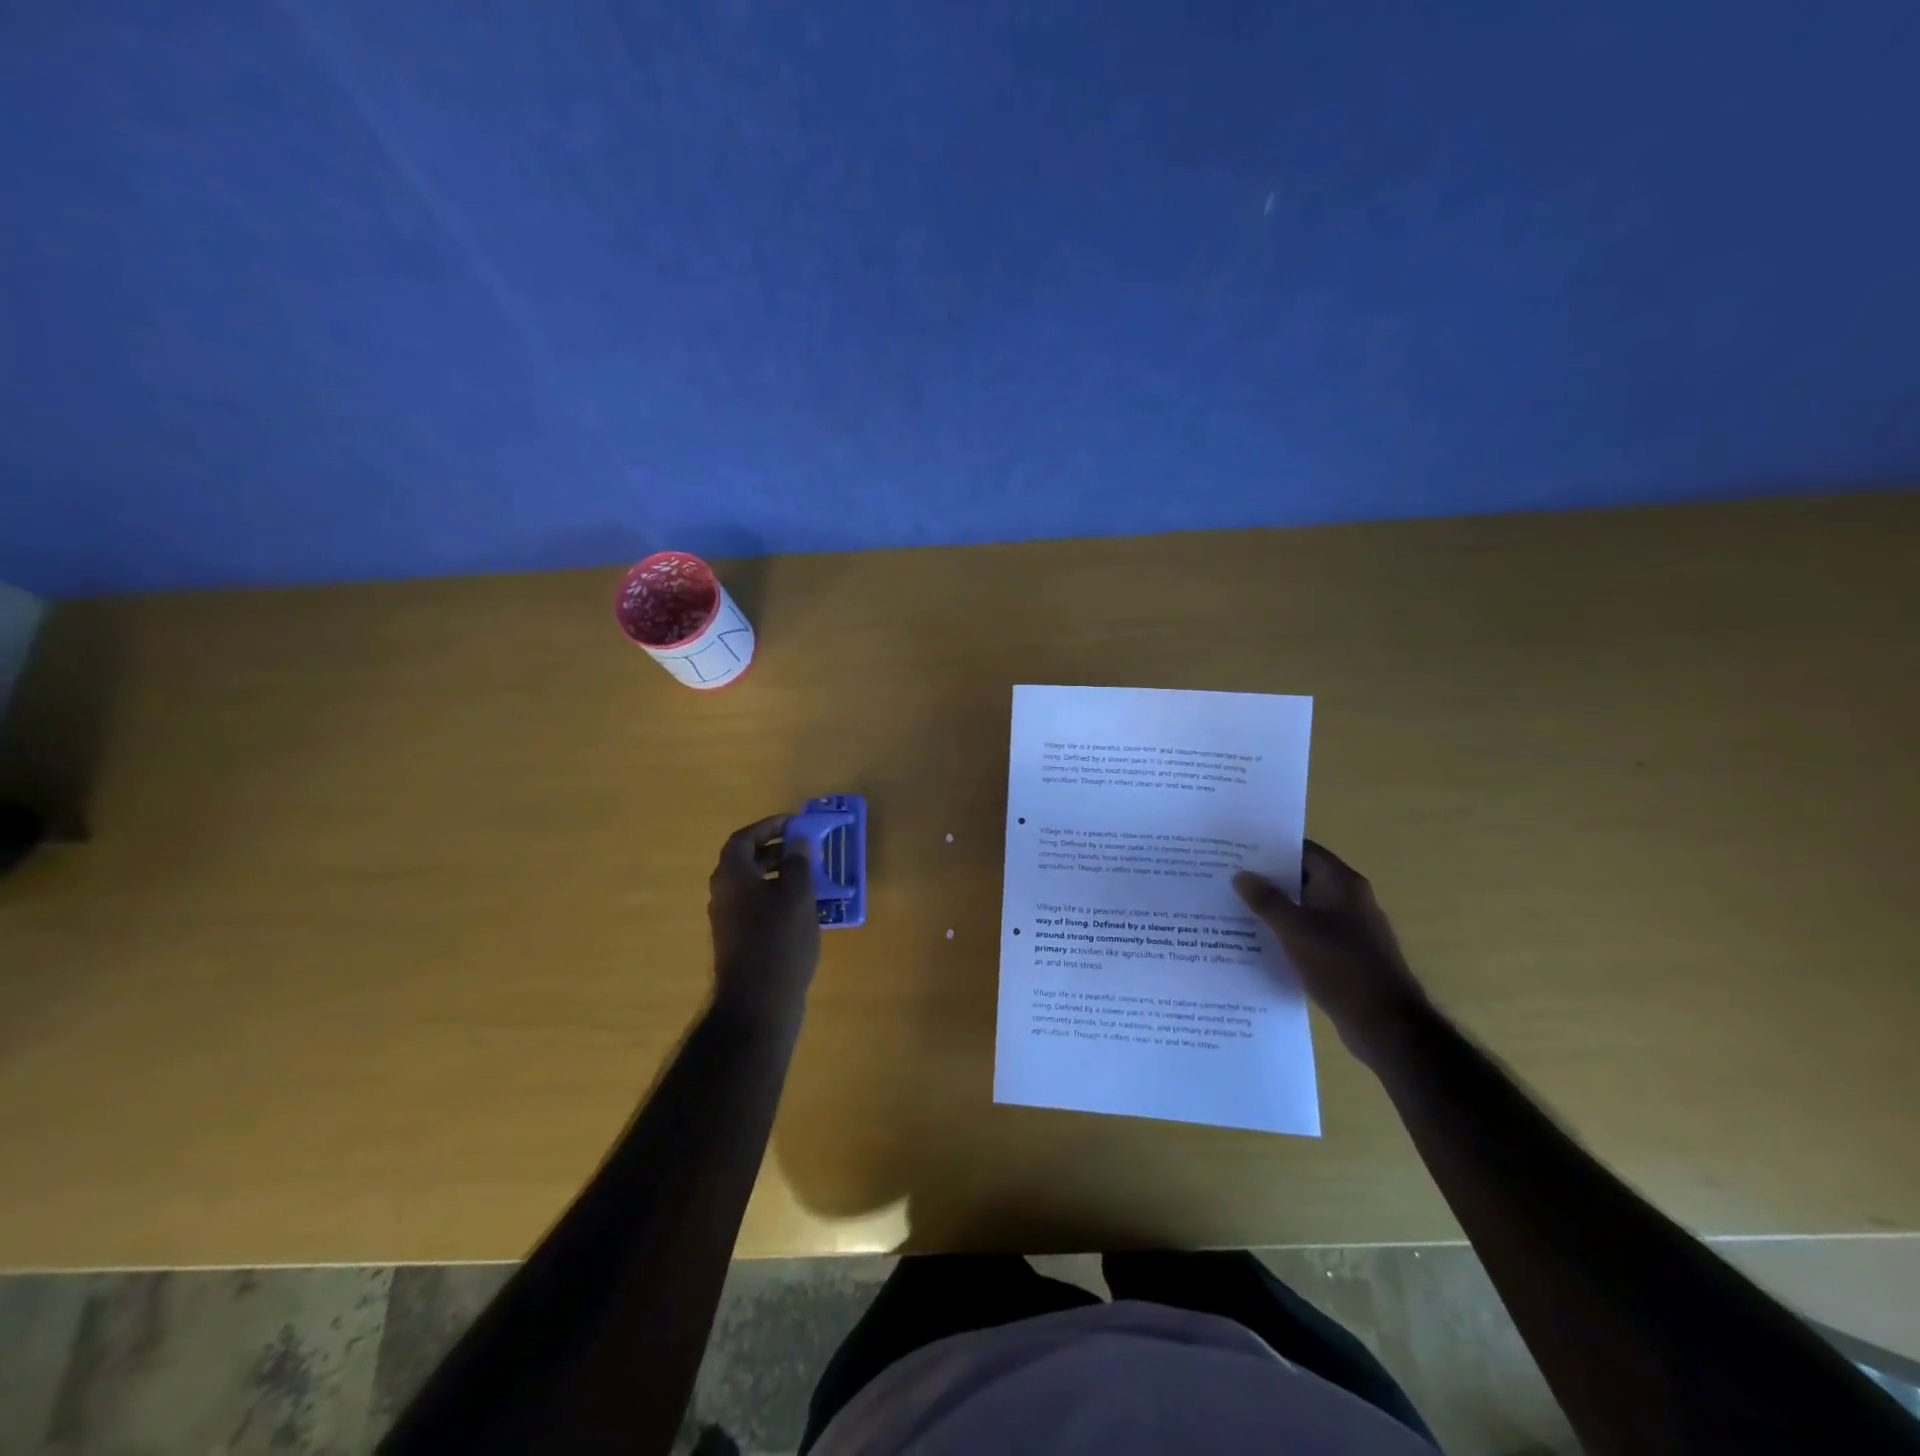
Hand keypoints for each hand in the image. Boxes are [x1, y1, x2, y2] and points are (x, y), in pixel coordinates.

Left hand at [707, 815, 819, 1026]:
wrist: (758, 1002)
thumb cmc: (779, 940)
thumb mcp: (797, 895)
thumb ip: (798, 863)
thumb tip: (798, 841)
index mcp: (732, 876)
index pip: (744, 838)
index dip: (768, 826)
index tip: (794, 823)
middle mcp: (723, 894)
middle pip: (745, 861)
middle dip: (774, 849)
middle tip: (803, 847)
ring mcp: (728, 920)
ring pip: (751, 885)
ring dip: (777, 874)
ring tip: (809, 876)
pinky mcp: (738, 941)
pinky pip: (755, 906)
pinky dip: (775, 897)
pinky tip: (801, 908)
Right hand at [1234, 841, 1431, 1066]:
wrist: (1386, 1025)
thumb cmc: (1342, 967)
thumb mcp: (1295, 930)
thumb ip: (1267, 900)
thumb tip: (1241, 874)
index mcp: (1343, 884)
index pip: (1303, 851)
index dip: (1271, 848)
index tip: (1238, 850)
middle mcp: (1349, 900)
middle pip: (1303, 878)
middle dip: (1268, 879)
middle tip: (1228, 879)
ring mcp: (1350, 929)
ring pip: (1304, 909)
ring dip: (1275, 909)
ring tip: (1235, 909)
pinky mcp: (1346, 956)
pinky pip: (1310, 934)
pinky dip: (1287, 934)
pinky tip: (1259, 942)